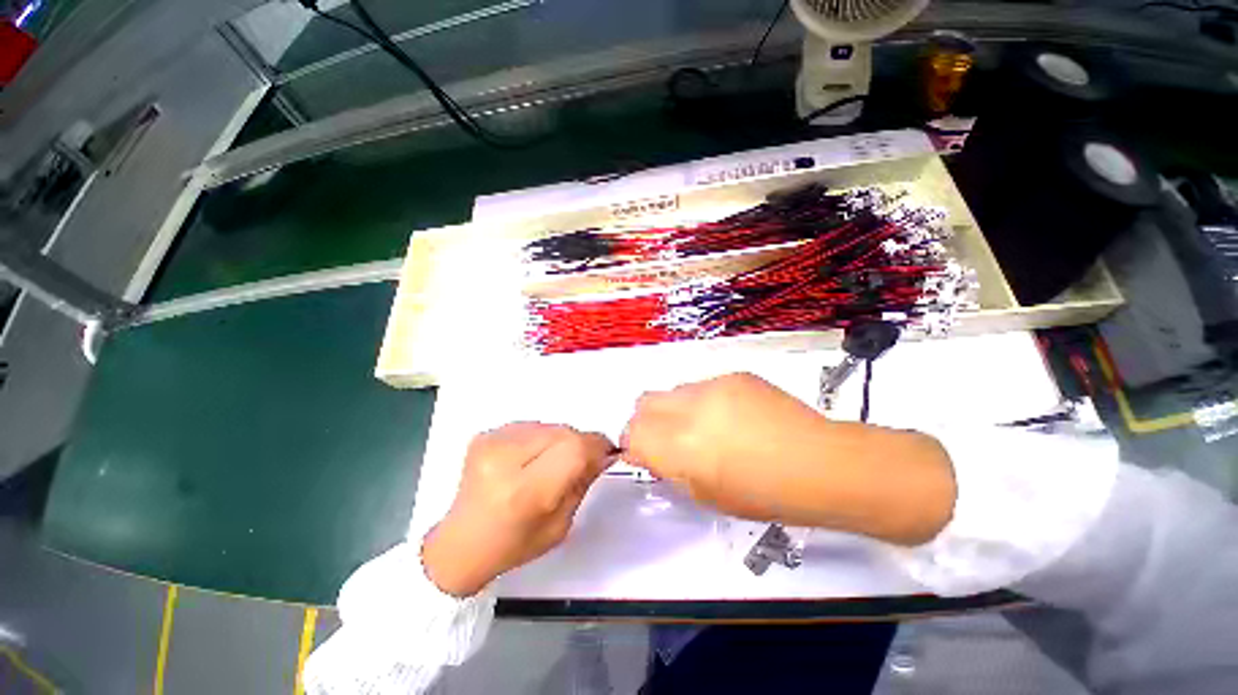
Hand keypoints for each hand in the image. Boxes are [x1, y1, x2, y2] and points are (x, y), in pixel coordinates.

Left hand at [422, 422, 613, 596]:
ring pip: (549, 425)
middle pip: (563, 432)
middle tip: (581, 461)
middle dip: (580, 444)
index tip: (605, 453)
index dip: (595, 446)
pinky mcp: (487, 434)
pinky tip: (531, 459)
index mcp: (523, 492)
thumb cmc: (512, 545)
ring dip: (560, 440)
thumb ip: (583, 482)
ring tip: (551, 463)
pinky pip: (532, 425)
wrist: (460, 543)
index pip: (573, 449)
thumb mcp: (560, 525)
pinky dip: (541, 438)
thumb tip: (602, 453)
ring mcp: (492, 442)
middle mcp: (504, 459)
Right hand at [621, 373, 955, 544]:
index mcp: (681, 447)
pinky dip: (702, 401)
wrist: (821, 463)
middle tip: (670, 440)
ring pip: (672, 391)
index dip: (636, 444)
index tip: (649, 455)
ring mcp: (713, 386)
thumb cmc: (764, 494)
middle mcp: (690, 408)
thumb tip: (653, 452)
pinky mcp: (734, 374)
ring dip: (675, 409)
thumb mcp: (706, 495)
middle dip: (647, 421)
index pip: (632, 432)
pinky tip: (731, 417)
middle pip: (643, 402)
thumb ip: (671, 469)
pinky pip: (702, 386)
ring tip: (706, 428)